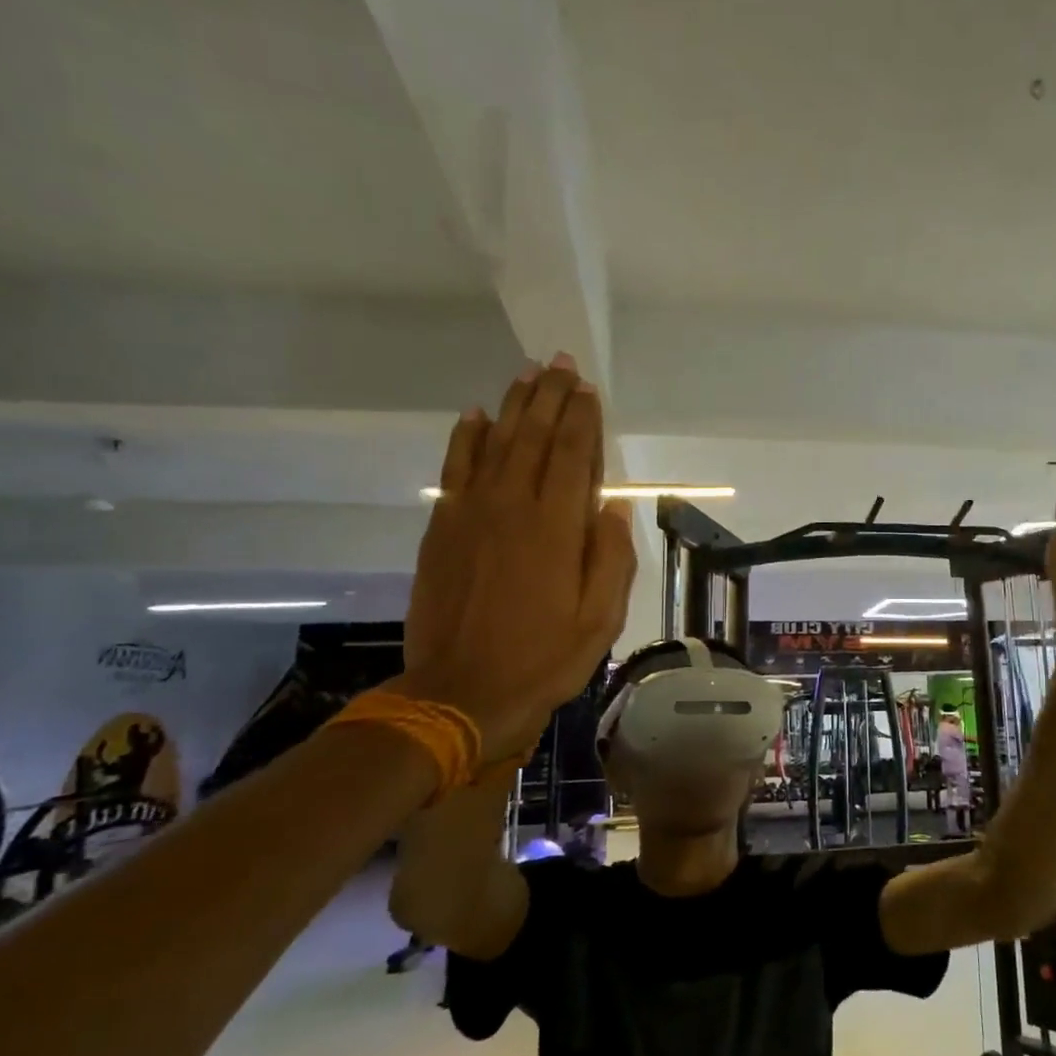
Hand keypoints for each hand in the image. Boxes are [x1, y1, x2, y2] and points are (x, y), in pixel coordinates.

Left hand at [396, 354, 636, 760]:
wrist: (461, 692)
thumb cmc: (544, 658)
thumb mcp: (600, 618)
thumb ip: (611, 556)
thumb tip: (613, 505)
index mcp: (556, 527)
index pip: (573, 454)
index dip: (583, 418)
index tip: (589, 388)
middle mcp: (512, 506)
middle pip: (534, 437)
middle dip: (550, 397)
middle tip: (560, 363)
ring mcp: (471, 514)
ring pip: (495, 443)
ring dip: (514, 405)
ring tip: (527, 374)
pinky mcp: (442, 528)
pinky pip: (455, 469)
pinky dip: (466, 438)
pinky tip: (475, 415)